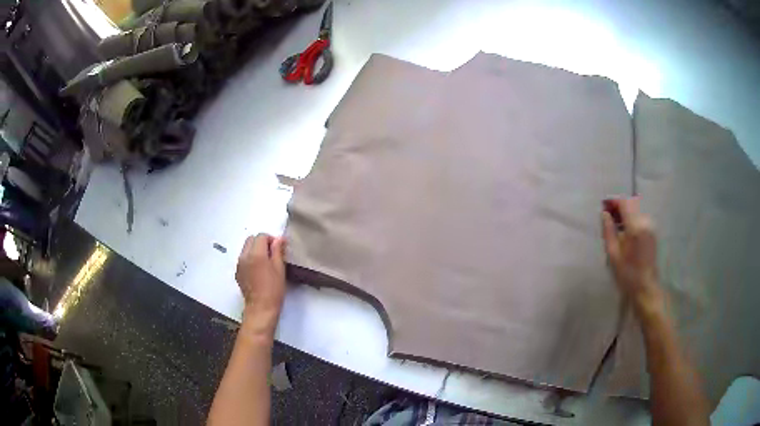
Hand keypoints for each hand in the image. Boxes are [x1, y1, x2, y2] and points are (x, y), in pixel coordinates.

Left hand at [235, 234, 286, 334]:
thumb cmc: (274, 289)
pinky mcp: (237, 272)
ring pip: (246, 248)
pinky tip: (258, 271)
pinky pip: (243, 258)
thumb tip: (279, 238)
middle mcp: (244, 256)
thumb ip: (278, 251)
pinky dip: (250, 259)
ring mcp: (239, 264)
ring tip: (265, 263)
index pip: (261, 236)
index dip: (271, 239)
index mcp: (256, 254)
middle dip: (261, 243)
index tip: (278, 249)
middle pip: (251, 239)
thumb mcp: (280, 268)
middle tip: (272, 254)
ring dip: (255, 250)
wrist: (261, 308)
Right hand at [601, 197, 663, 314]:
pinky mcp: (652, 233)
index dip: (613, 202)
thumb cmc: (627, 274)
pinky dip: (631, 220)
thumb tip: (604, 214)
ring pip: (636, 211)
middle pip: (631, 205)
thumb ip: (608, 231)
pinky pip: (640, 219)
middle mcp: (645, 222)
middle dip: (618, 208)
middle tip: (607, 217)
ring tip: (615, 226)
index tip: (603, 206)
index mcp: (635, 227)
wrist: (645, 288)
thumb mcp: (613, 254)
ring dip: (625, 214)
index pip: (624, 203)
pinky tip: (624, 232)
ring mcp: (650, 227)